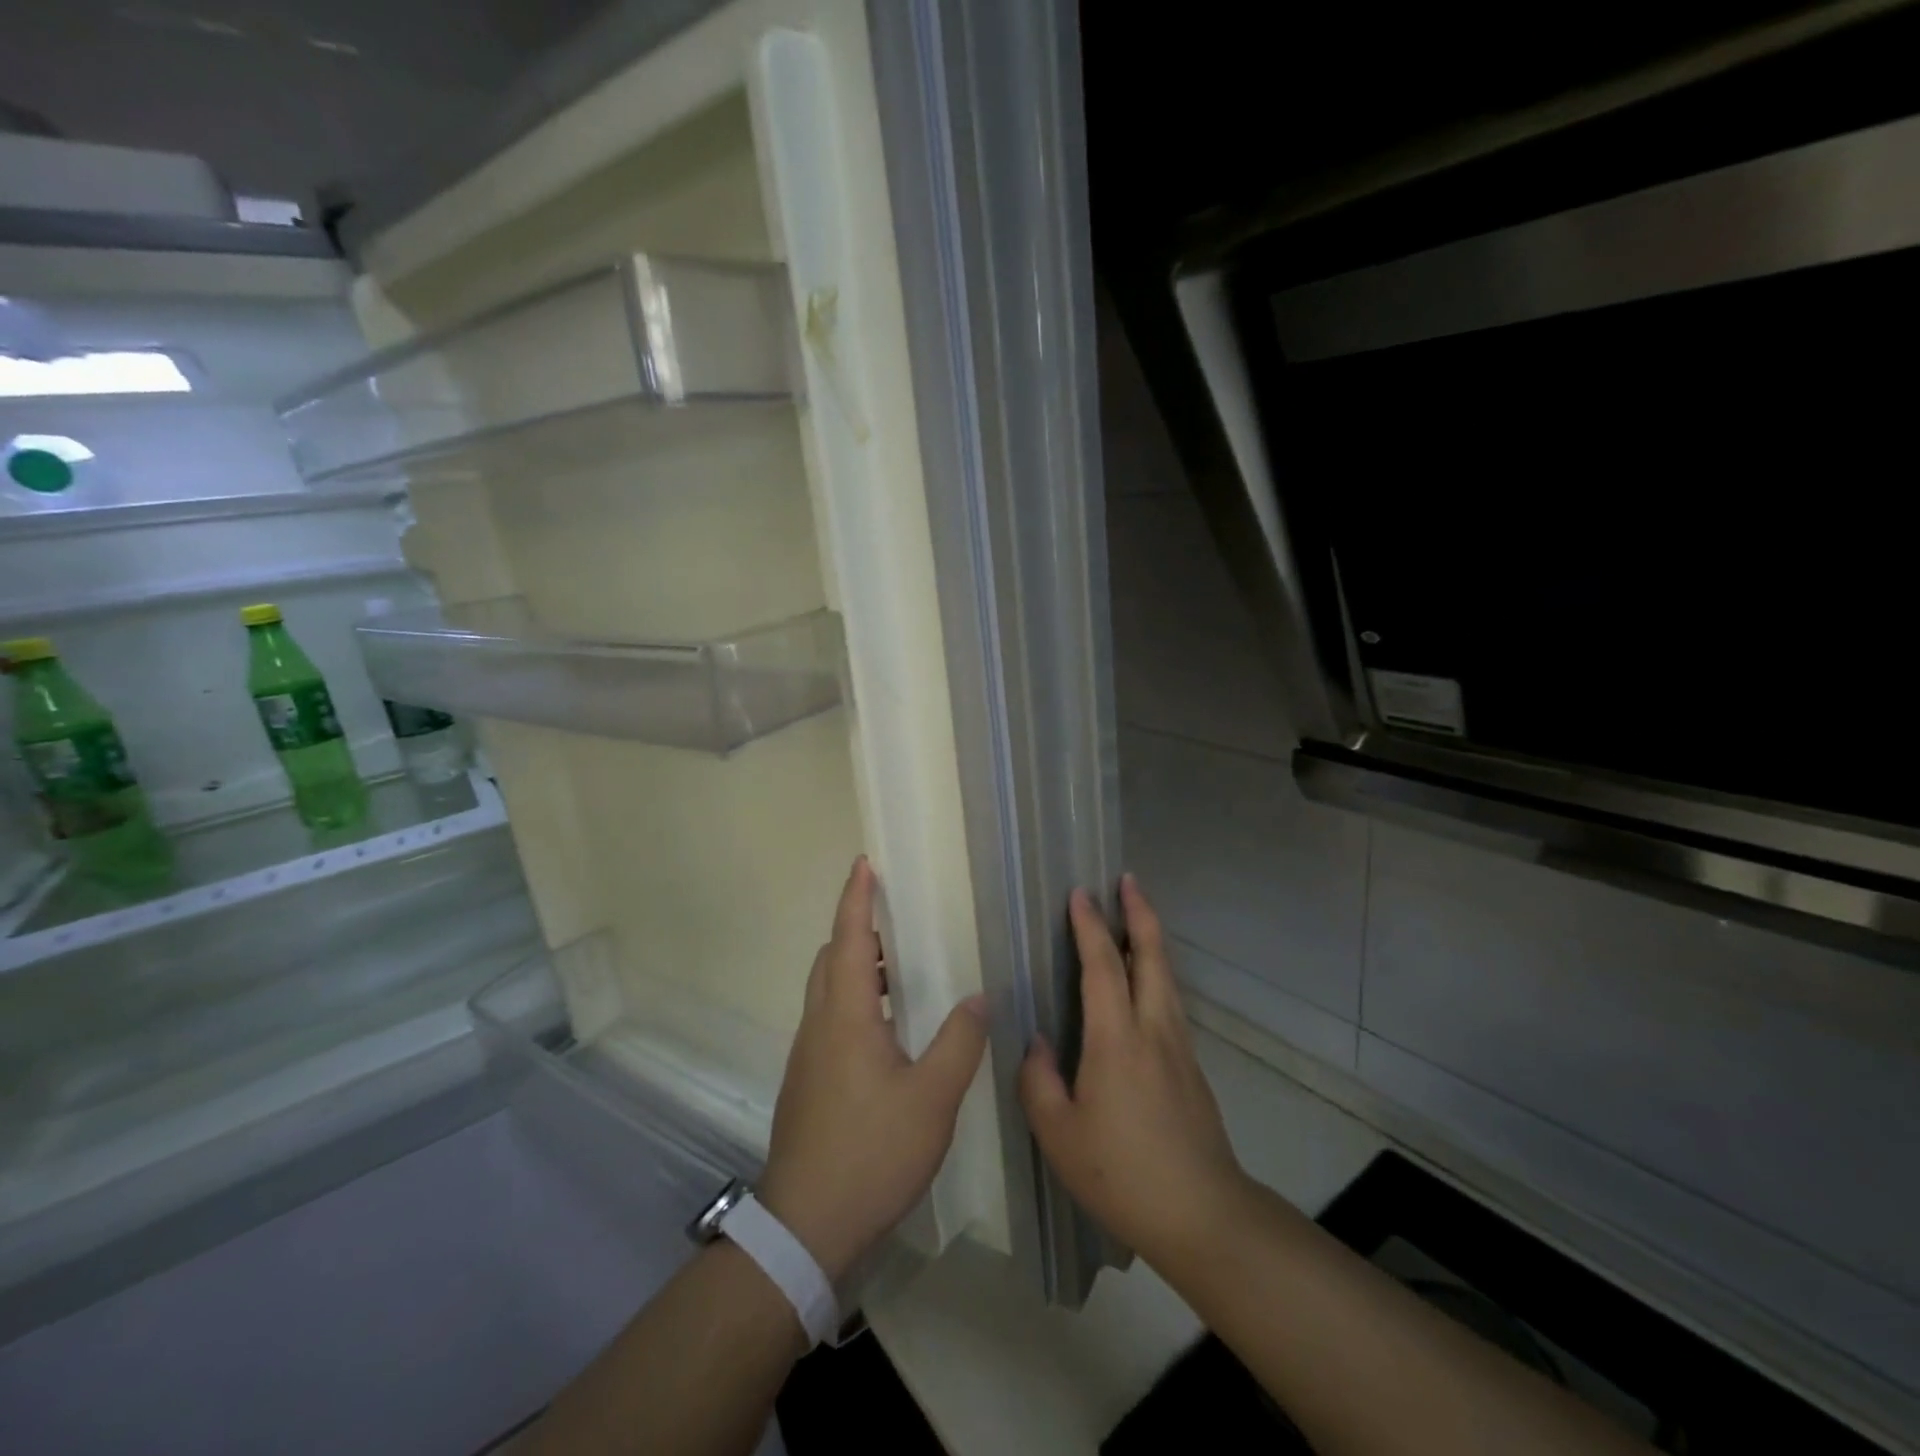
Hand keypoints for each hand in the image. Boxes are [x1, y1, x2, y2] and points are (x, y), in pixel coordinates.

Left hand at [758, 856, 989, 1282]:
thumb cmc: (871, 1152)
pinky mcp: (807, 1083)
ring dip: (854, 967)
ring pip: (826, 991)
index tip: (864, 864)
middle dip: (856, 929)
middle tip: (894, 921)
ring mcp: (807, 1055)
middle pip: (830, 958)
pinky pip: (828, 1020)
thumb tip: (978, 998)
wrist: (805, 1226)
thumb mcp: (932, 1098)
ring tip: (897, 972)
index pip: (848, 938)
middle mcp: (819, 1024)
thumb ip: (959, 1042)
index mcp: (846, 1015)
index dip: (856, 898)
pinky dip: (852, 1001)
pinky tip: (886, 1032)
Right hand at [1019, 874, 1249, 1266]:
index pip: (1103, 965)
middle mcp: (1153, 1029)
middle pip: (1152, 955)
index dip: (1090, 926)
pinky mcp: (1191, 1067)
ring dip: (1152, 939)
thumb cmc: (1122, 1173)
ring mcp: (1179, 1047)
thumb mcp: (1059, 1134)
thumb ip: (1040, 1080)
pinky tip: (1146, 983)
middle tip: (1128, 880)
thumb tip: (1040, 1042)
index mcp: (1117, 1039)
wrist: (1203, 1215)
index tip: (1079, 893)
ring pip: (1167, 976)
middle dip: (1140, 913)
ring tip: (1137, 917)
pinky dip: (1157, 972)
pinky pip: (1170, 1001)